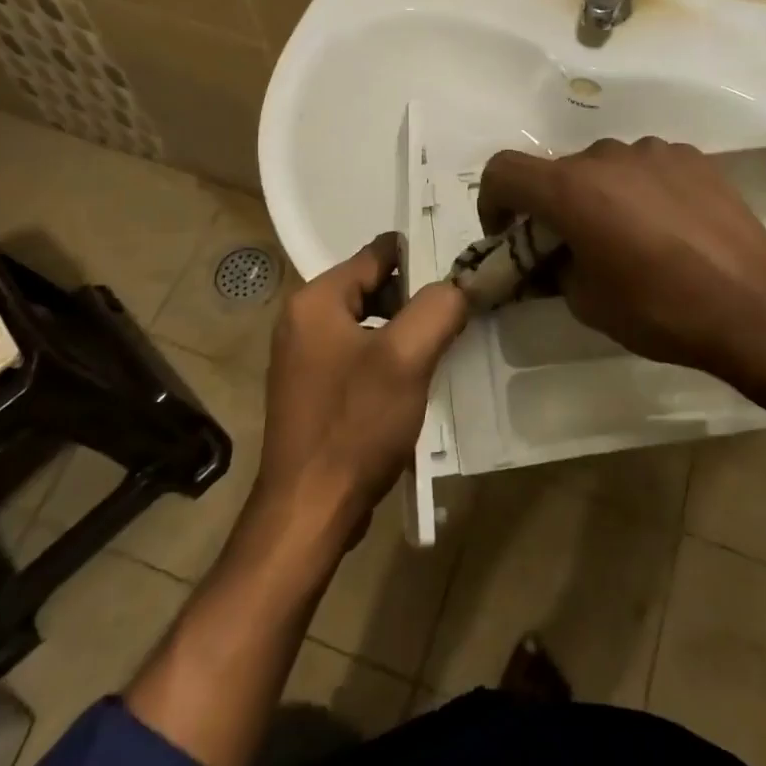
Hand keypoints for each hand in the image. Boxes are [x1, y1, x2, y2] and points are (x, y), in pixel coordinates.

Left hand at [253, 233, 468, 539]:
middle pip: (374, 286)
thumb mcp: (406, 358)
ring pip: (370, 323)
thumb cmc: (355, 425)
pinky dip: (389, 358)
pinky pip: (360, 354)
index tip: (463, 272)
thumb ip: (437, 308)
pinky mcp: (314, 389)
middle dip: (417, 297)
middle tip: (461, 311)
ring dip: (406, 330)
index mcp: (316, 300)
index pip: (378, 254)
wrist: (310, 512)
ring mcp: (305, 357)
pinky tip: (418, 378)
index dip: (423, 258)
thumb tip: (459, 285)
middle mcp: (303, 319)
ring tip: (447, 343)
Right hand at [478, 137, 765, 396]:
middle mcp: (607, 156)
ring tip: (628, 239)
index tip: (506, 233)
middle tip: (571, 248)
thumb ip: (558, 268)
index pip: (504, 170)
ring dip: (599, 196)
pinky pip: (647, 168)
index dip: (492, 200)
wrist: (755, 303)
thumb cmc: (660, 308)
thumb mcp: (588, 302)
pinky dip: (640, 191)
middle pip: (559, 171)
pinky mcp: (693, 157)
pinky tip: (669, 229)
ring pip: (605, 167)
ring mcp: (654, 151)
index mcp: (571, 189)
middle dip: (553, 206)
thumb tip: (559, 257)